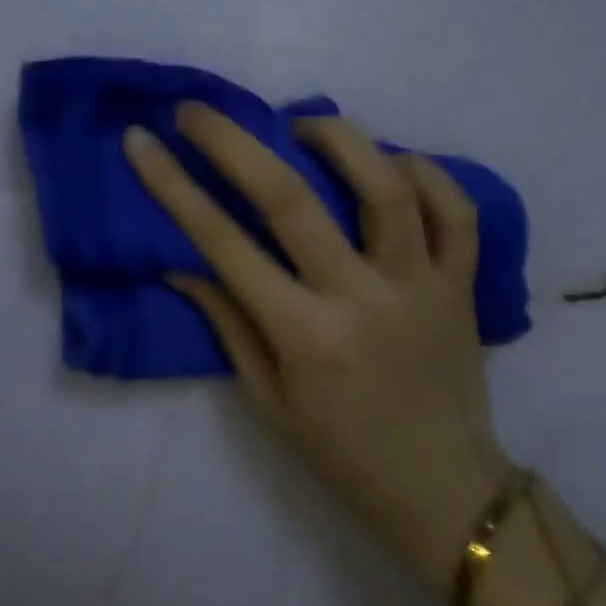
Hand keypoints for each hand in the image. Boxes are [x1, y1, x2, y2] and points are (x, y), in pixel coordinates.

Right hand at [123, 104, 509, 592]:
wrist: (445, 494)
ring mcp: (420, 286)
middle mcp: (361, 298)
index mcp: (304, 335)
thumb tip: (180, 261)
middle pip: (292, 198)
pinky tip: (390, 160)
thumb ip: (226, 320)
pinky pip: (457, 212)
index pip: (222, 242)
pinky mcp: (463, 286)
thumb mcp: (265, 399)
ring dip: (338, 139)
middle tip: (197, 110)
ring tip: (302, 123)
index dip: (173, 185)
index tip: (142, 141)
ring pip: (387, 187)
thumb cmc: (339, 453)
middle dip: (233, 142)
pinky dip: (425, 172)